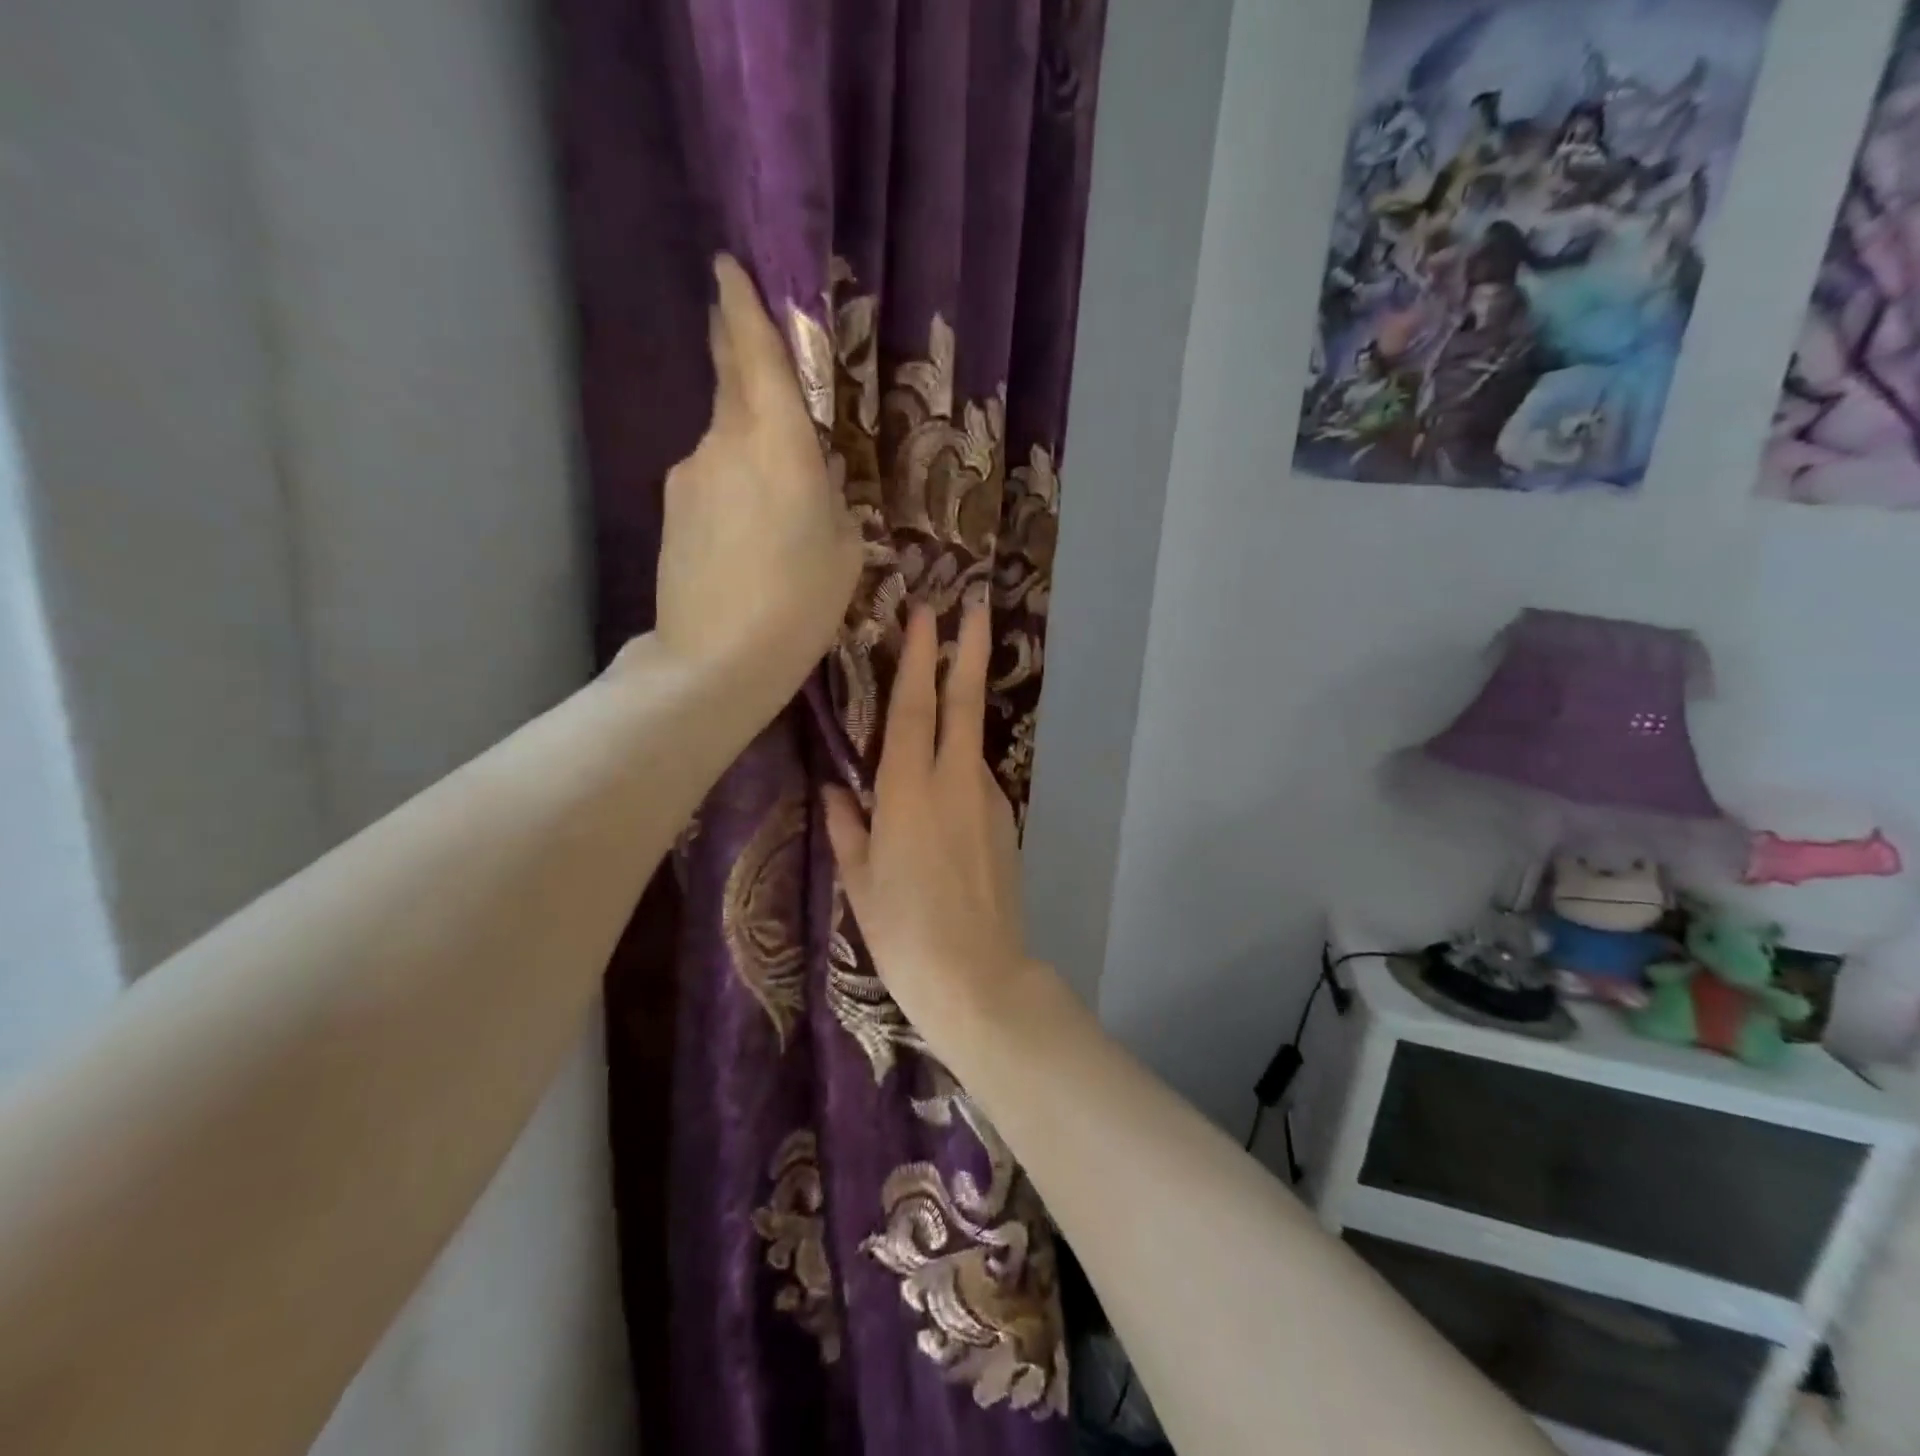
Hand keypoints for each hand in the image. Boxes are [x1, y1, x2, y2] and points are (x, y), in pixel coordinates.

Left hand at [654, 255, 862, 683]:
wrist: (717, 659)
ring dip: (744, 445)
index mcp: (779, 445)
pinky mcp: (671, 509)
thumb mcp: (844, 550)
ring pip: (721, 439)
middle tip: (742, 335)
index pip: (756, 356)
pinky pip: (708, 478)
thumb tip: (811, 478)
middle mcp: (725, 442)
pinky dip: (730, 487)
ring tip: (772, 498)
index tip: (727, 267)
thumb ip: (830, 498)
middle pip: (730, 383)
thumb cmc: (800, 605)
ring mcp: (689, 474)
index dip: (742, 307)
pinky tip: (747, 532)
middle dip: (734, 352)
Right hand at [823, 597, 1046, 1055]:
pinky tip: (943, 792)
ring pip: (972, 739)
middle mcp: (954, 783)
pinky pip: (976, 779)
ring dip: (962, 705)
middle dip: (969, 648)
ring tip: (945, 693)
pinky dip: (960, 764)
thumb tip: (834, 791)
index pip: (913, 708)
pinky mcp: (1005, 823)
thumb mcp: (860, 881)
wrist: (979, 978)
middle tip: (975, 603)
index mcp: (908, 792)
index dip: (919, 656)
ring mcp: (987, 800)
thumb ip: (847, 827)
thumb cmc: (904, 933)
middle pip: (963, 702)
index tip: (927, 613)